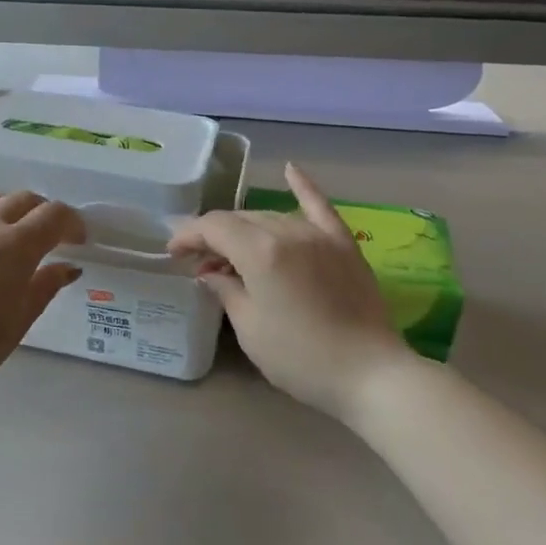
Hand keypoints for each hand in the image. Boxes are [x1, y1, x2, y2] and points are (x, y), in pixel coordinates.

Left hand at [0, 178, 87, 399]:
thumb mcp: (18, 323)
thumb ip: (44, 287)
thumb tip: (68, 266)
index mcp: (15, 247)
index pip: (54, 216)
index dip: (71, 223)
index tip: (76, 240)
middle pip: (21, 201)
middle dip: (40, 212)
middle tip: (44, 233)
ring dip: (2, 206)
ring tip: (5, 222)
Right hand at [168, 164, 414, 423]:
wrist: (372, 375)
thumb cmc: (300, 357)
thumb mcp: (250, 328)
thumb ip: (226, 290)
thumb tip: (210, 273)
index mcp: (260, 252)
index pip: (214, 227)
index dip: (189, 236)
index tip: (173, 254)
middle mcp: (288, 232)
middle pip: (241, 220)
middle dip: (215, 236)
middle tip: (201, 264)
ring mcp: (319, 235)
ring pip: (271, 217)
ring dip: (246, 229)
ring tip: (232, 252)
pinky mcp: (344, 245)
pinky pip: (319, 207)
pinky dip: (303, 187)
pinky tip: (290, 169)